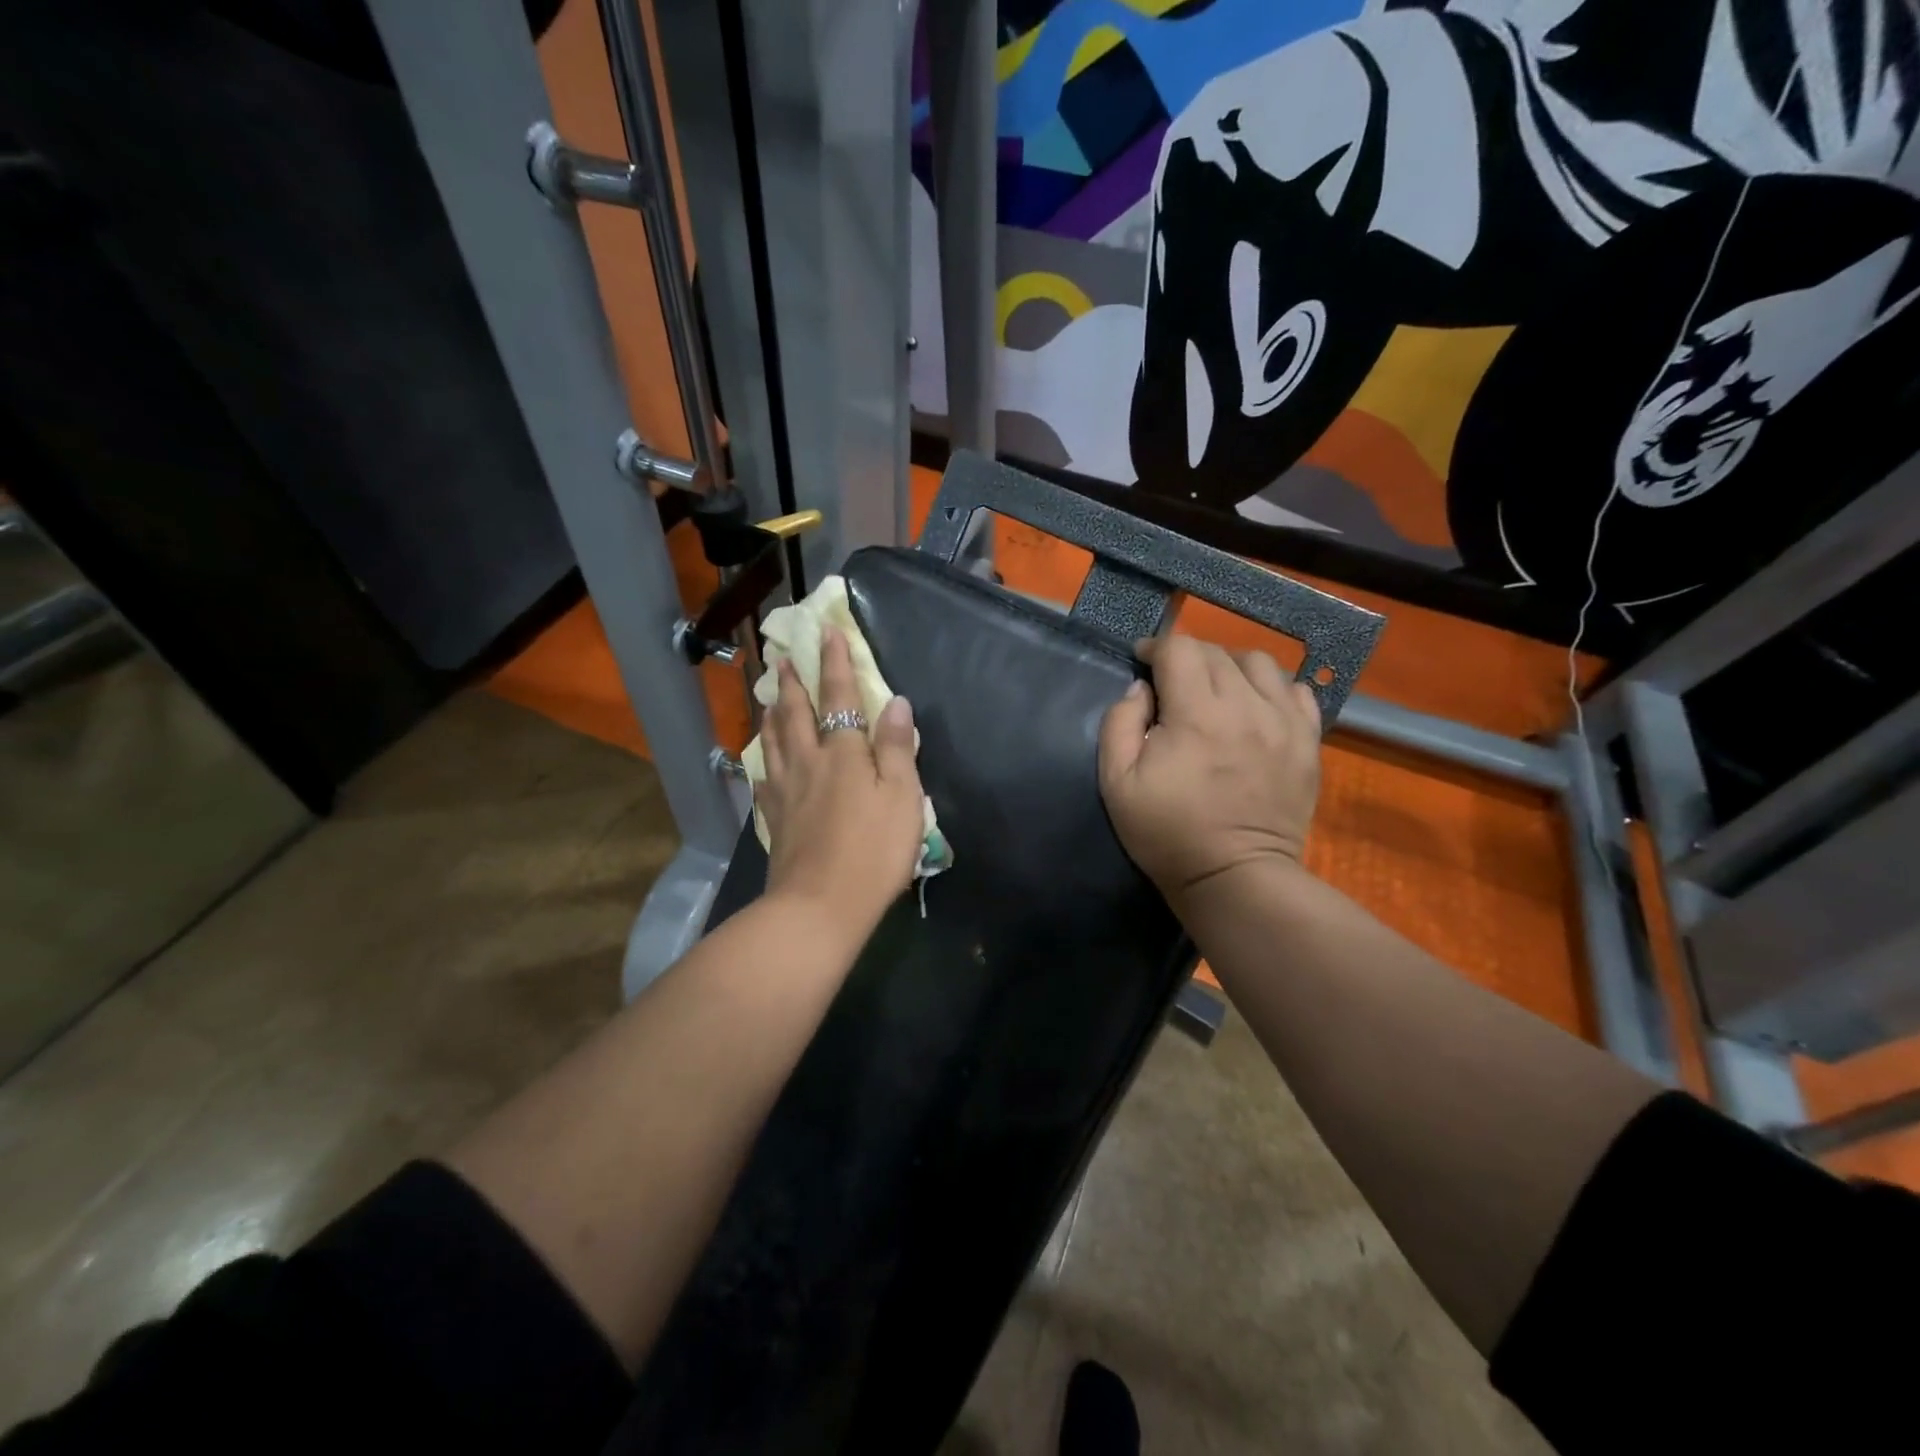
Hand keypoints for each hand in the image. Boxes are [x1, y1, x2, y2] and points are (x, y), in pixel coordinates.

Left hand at [758, 627, 925, 929]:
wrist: (820, 906)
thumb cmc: (873, 851)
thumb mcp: (902, 797)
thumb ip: (898, 748)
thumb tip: (896, 702)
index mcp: (843, 752)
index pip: (838, 696)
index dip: (834, 662)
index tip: (826, 631)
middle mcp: (808, 762)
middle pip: (795, 712)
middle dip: (792, 681)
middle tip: (783, 657)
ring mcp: (785, 791)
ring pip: (773, 740)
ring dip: (772, 712)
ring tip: (768, 696)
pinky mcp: (774, 820)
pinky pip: (765, 779)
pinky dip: (763, 761)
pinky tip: (762, 762)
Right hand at [1098, 635, 1322, 901]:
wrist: (1235, 878)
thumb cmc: (1167, 833)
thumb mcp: (1116, 783)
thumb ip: (1119, 724)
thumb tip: (1140, 689)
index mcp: (1196, 714)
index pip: (1179, 649)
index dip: (1155, 647)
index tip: (1142, 662)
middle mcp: (1246, 706)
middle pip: (1217, 652)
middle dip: (1187, 657)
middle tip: (1171, 681)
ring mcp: (1285, 722)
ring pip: (1260, 663)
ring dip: (1230, 666)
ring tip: (1215, 689)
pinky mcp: (1308, 742)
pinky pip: (1297, 691)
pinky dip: (1272, 688)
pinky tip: (1255, 707)